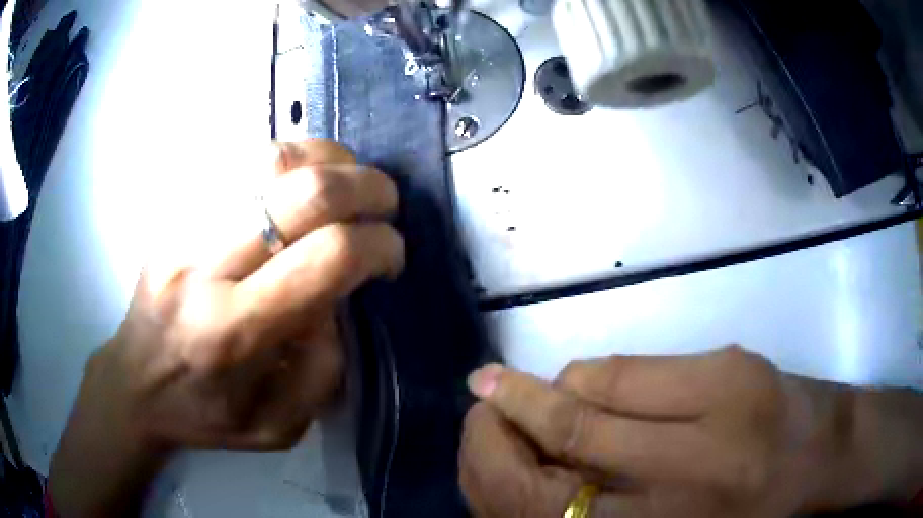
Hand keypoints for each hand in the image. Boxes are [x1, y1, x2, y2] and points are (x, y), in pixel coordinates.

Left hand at [50, 140, 403, 515]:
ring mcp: (184, 226)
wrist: (136, 382)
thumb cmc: (206, 414)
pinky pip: (241, 155)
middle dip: (364, 187)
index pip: (325, 258)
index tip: (389, 255)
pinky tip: (304, 176)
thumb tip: (338, 297)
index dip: (376, 245)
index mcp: (234, 332)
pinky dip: (290, 155)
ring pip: (270, 157)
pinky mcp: (175, 209)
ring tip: (347, 181)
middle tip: (384, 203)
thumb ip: (323, 369)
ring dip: (328, 160)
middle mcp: (205, 267)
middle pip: (301, 192)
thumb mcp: (279, 426)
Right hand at [461, 346, 922, 516]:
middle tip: (481, 402)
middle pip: (567, 439)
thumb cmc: (740, 512)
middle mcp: (681, 479)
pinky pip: (634, 367)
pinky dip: (592, 376)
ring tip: (529, 397)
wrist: (818, 458)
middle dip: (508, 419)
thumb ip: (600, 506)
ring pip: (594, 392)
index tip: (475, 441)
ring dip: (548, 394)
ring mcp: (712, 409)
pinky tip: (586, 386)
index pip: (547, 503)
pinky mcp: (730, 367)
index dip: (497, 468)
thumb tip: (532, 461)